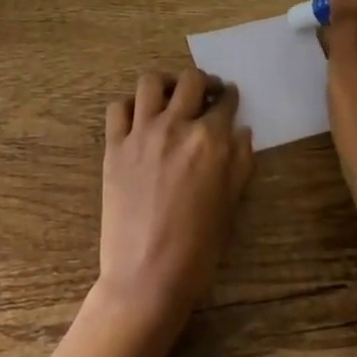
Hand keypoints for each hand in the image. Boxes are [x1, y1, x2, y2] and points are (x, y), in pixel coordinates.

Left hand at [98, 69, 253, 335]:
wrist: (147, 276)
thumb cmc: (198, 248)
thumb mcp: (231, 205)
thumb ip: (240, 162)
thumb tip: (242, 132)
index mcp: (210, 141)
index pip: (225, 103)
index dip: (230, 97)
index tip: (230, 96)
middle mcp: (175, 126)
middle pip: (190, 81)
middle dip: (203, 81)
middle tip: (207, 91)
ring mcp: (141, 133)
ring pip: (150, 82)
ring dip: (165, 83)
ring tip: (171, 94)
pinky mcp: (114, 146)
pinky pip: (117, 108)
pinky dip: (129, 105)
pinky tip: (138, 117)